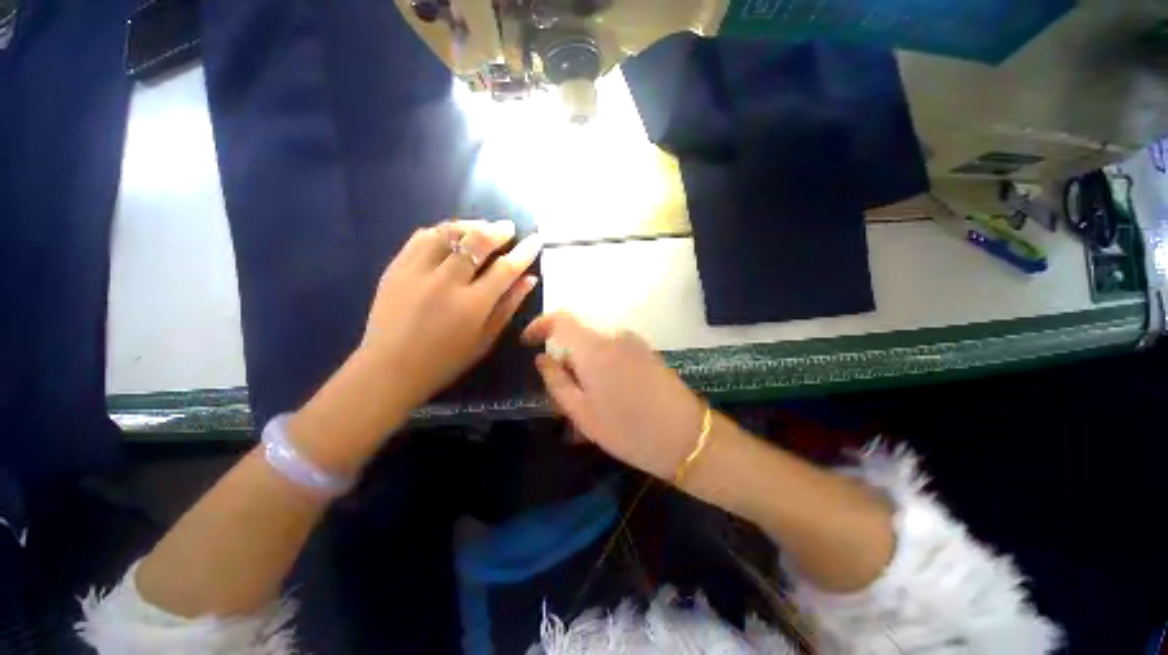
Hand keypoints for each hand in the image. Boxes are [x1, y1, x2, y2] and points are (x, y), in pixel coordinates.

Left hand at [360, 219, 541, 406]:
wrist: (390, 369)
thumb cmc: (446, 360)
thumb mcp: (485, 339)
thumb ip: (509, 306)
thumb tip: (530, 279)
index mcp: (472, 304)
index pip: (506, 269)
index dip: (524, 252)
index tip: (535, 239)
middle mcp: (446, 282)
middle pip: (477, 242)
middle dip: (498, 231)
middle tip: (508, 228)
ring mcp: (417, 271)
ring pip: (448, 233)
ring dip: (470, 225)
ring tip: (482, 227)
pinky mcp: (396, 268)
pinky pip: (421, 237)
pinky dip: (442, 231)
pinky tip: (451, 235)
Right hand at [522, 312, 705, 480]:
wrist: (685, 437)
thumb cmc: (627, 430)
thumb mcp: (582, 413)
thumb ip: (556, 381)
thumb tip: (543, 359)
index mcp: (594, 348)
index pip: (561, 319)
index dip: (540, 325)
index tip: (529, 342)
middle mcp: (614, 336)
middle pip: (579, 335)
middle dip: (566, 357)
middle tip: (565, 390)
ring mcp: (634, 342)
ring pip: (597, 345)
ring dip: (586, 365)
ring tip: (590, 400)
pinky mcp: (647, 351)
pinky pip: (614, 350)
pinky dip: (603, 366)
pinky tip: (610, 395)